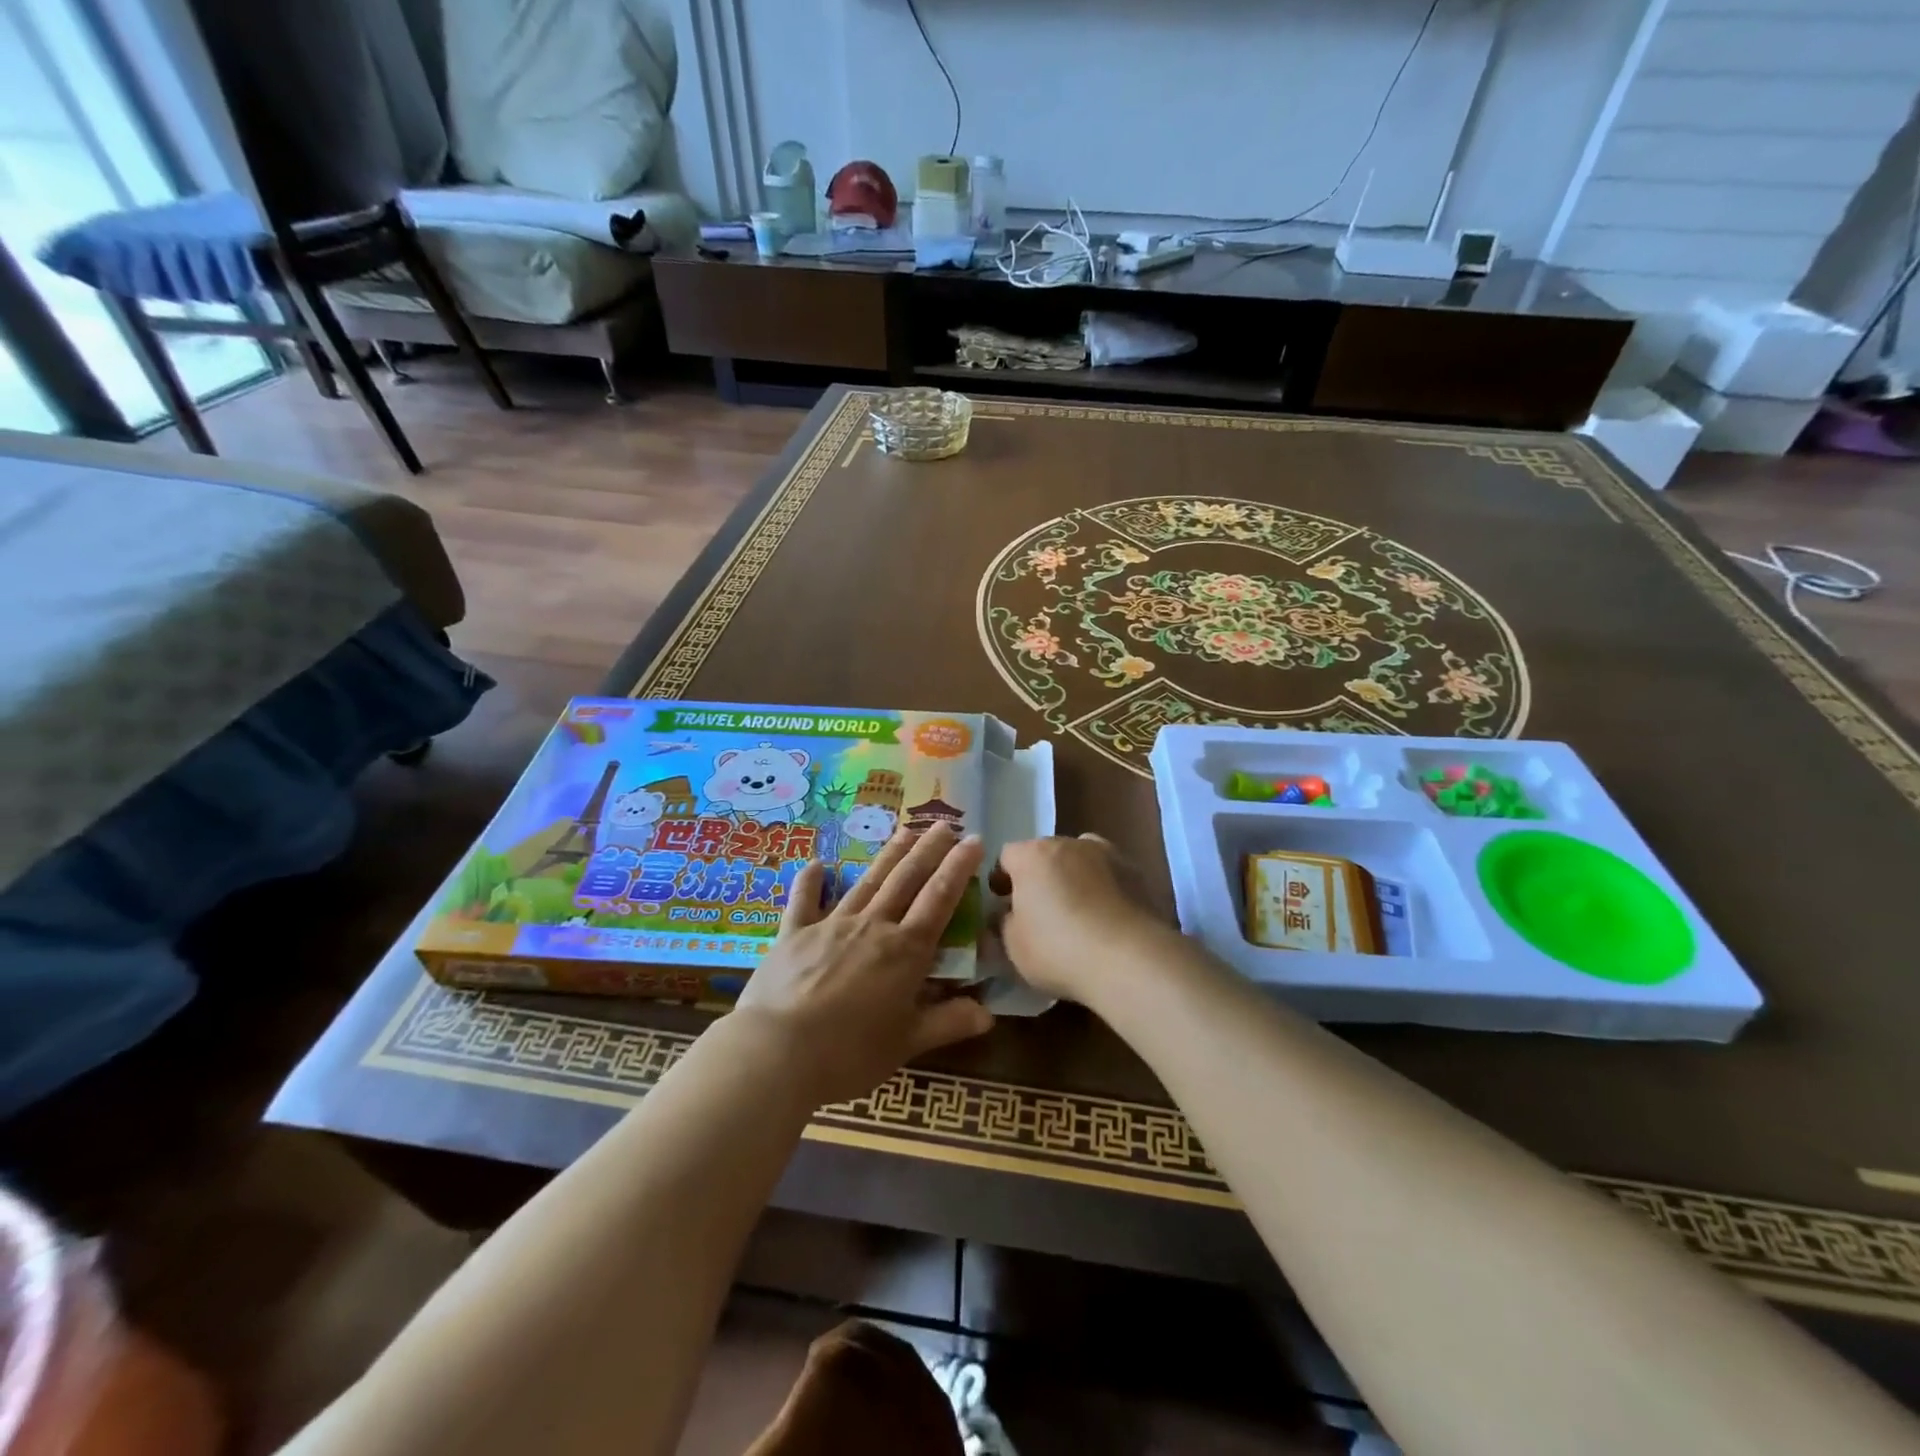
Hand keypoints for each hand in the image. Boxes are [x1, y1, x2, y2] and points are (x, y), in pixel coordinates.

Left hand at [733, 824, 995, 1106]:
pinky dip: (810, 882)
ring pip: (867, 882)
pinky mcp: (793, 934)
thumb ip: (948, 1023)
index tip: (973, 840)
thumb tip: (989, 1014)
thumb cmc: (849, 1053)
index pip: (939, 899)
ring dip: (888, 855)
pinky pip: (803, 901)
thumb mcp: (907, 1044)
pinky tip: (817, 864)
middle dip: (928, 850)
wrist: (778, 1052)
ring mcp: (831, 925)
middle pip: (906, 880)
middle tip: (944, 823)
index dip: (958, 868)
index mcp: (905, 951)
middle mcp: (872, 926)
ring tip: (905, 831)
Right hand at [995, 835, 1173, 1004]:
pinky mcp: (1137, 873)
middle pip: (1046, 854)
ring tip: (1081, 913)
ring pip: (1082, 860)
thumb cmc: (1058, 949)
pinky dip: (1106, 890)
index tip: (1005, 904)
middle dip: (1041, 876)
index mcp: (1032, 855)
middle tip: (1042, 911)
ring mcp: (1108, 854)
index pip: (1007, 856)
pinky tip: (1108, 920)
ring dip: (1076, 877)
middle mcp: (1069, 843)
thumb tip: (1009, 915)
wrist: (1128, 959)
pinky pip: (1111, 876)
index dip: (1003, 879)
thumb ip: (1005, 922)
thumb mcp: (1013, 945)